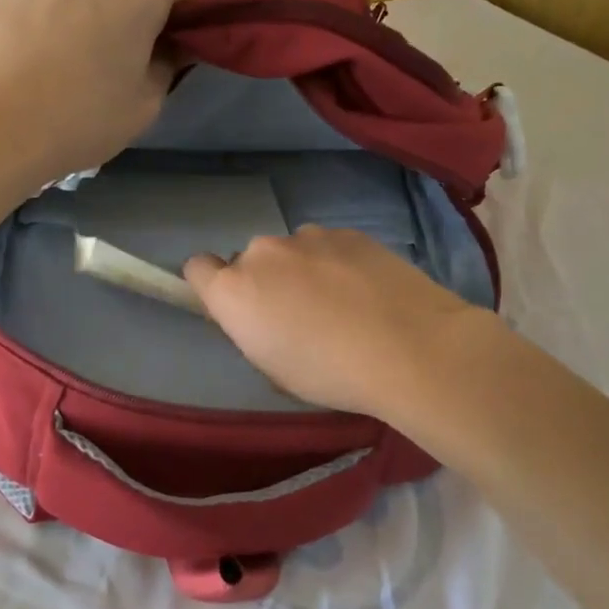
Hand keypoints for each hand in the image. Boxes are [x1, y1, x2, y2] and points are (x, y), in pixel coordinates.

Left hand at [0, 0, 192, 184]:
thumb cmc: (82, 120)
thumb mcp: (144, 106)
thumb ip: (166, 66)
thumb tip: (168, 48)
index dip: (179, 14)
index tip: (170, 41)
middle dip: (121, 9)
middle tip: (110, 54)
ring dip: (76, 8)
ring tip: (59, 55)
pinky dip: (37, 13)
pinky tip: (25, 53)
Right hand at [184, 226, 492, 417]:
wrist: (412, 349)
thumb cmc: (331, 375)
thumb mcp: (275, 370)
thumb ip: (254, 331)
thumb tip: (261, 315)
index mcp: (234, 290)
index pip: (197, 269)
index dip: (212, 287)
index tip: (238, 309)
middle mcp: (263, 253)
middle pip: (249, 261)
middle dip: (265, 283)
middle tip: (300, 316)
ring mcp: (309, 237)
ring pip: (292, 252)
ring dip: (303, 271)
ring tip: (343, 304)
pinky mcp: (350, 233)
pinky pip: (328, 247)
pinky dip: (338, 264)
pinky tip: (368, 292)